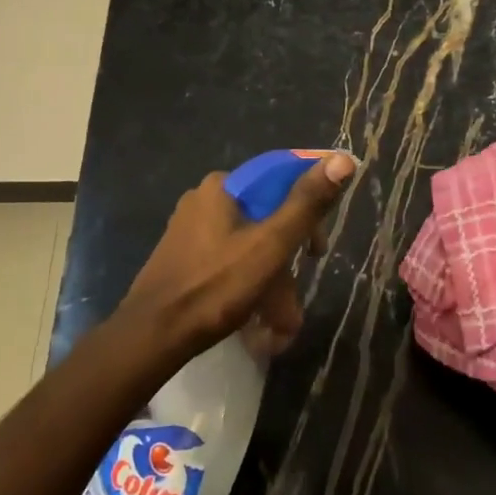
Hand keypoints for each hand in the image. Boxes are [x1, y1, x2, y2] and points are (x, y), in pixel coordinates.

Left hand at [115, 152, 355, 365]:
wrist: (151, 336)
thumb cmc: (215, 286)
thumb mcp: (270, 245)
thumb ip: (307, 203)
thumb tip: (343, 158)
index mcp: (223, 186)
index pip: (280, 180)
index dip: (307, 209)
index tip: (317, 248)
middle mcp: (204, 198)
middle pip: (265, 216)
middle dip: (287, 256)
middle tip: (300, 286)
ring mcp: (189, 229)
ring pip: (247, 243)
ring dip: (270, 277)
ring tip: (281, 319)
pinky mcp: (181, 257)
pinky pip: (227, 259)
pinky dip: (247, 281)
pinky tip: (256, 314)